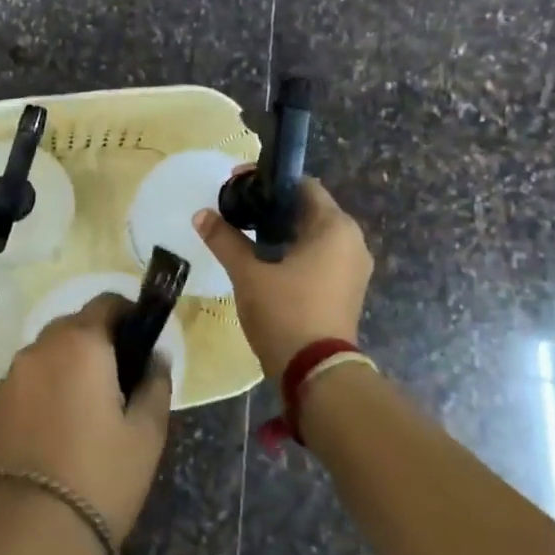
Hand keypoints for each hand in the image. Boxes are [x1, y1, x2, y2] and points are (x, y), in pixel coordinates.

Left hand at [0, 296, 172, 546]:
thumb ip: (155, 384)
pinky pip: (30, 378)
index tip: (144, 340)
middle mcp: (40, 348)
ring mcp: (12, 376)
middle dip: (101, 340)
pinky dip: (49, 385)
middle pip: (75, 325)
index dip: (129, 314)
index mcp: (80, 343)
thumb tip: (156, 358)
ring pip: (50, 352)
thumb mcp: (146, 433)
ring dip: (72, 362)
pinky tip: (63, 423)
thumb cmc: (101, 477)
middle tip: (124, 378)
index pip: (106, 303)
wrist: (32, 534)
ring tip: (93, 405)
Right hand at [193, 175, 372, 377]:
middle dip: (271, 208)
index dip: (268, 181)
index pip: (302, 185)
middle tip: (236, 211)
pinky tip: (265, 262)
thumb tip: (201, 215)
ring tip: (244, 236)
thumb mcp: (248, 274)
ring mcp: (353, 267)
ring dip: (281, 232)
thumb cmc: (285, 313)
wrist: (316, 373)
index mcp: (335, 227)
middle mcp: (352, 241)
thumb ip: (225, 240)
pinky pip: (319, 257)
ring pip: (313, 236)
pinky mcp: (347, 290)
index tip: (236, 184)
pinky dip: (293, 253)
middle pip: (308, 210)